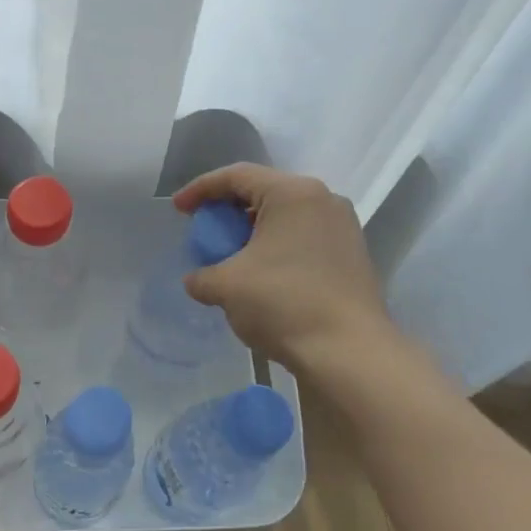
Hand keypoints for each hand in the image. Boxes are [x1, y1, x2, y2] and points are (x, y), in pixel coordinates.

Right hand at [174, 164, 407, 381]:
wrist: (350, 354)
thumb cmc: (284, 304)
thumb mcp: (226, 286)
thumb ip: (201, 275)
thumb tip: (197, 280)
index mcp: (292, 193)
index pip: (236, 176)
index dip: (200, 189)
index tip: (178, 210)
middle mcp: (322, 199)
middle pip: (263, 192)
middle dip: (227, 210)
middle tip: (204, 231)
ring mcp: (343, 226)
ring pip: (285, 216)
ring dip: (252, 230)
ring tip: (231, 255)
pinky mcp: (352, 254)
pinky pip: (303, 236)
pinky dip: (276, 246)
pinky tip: (262, 273)